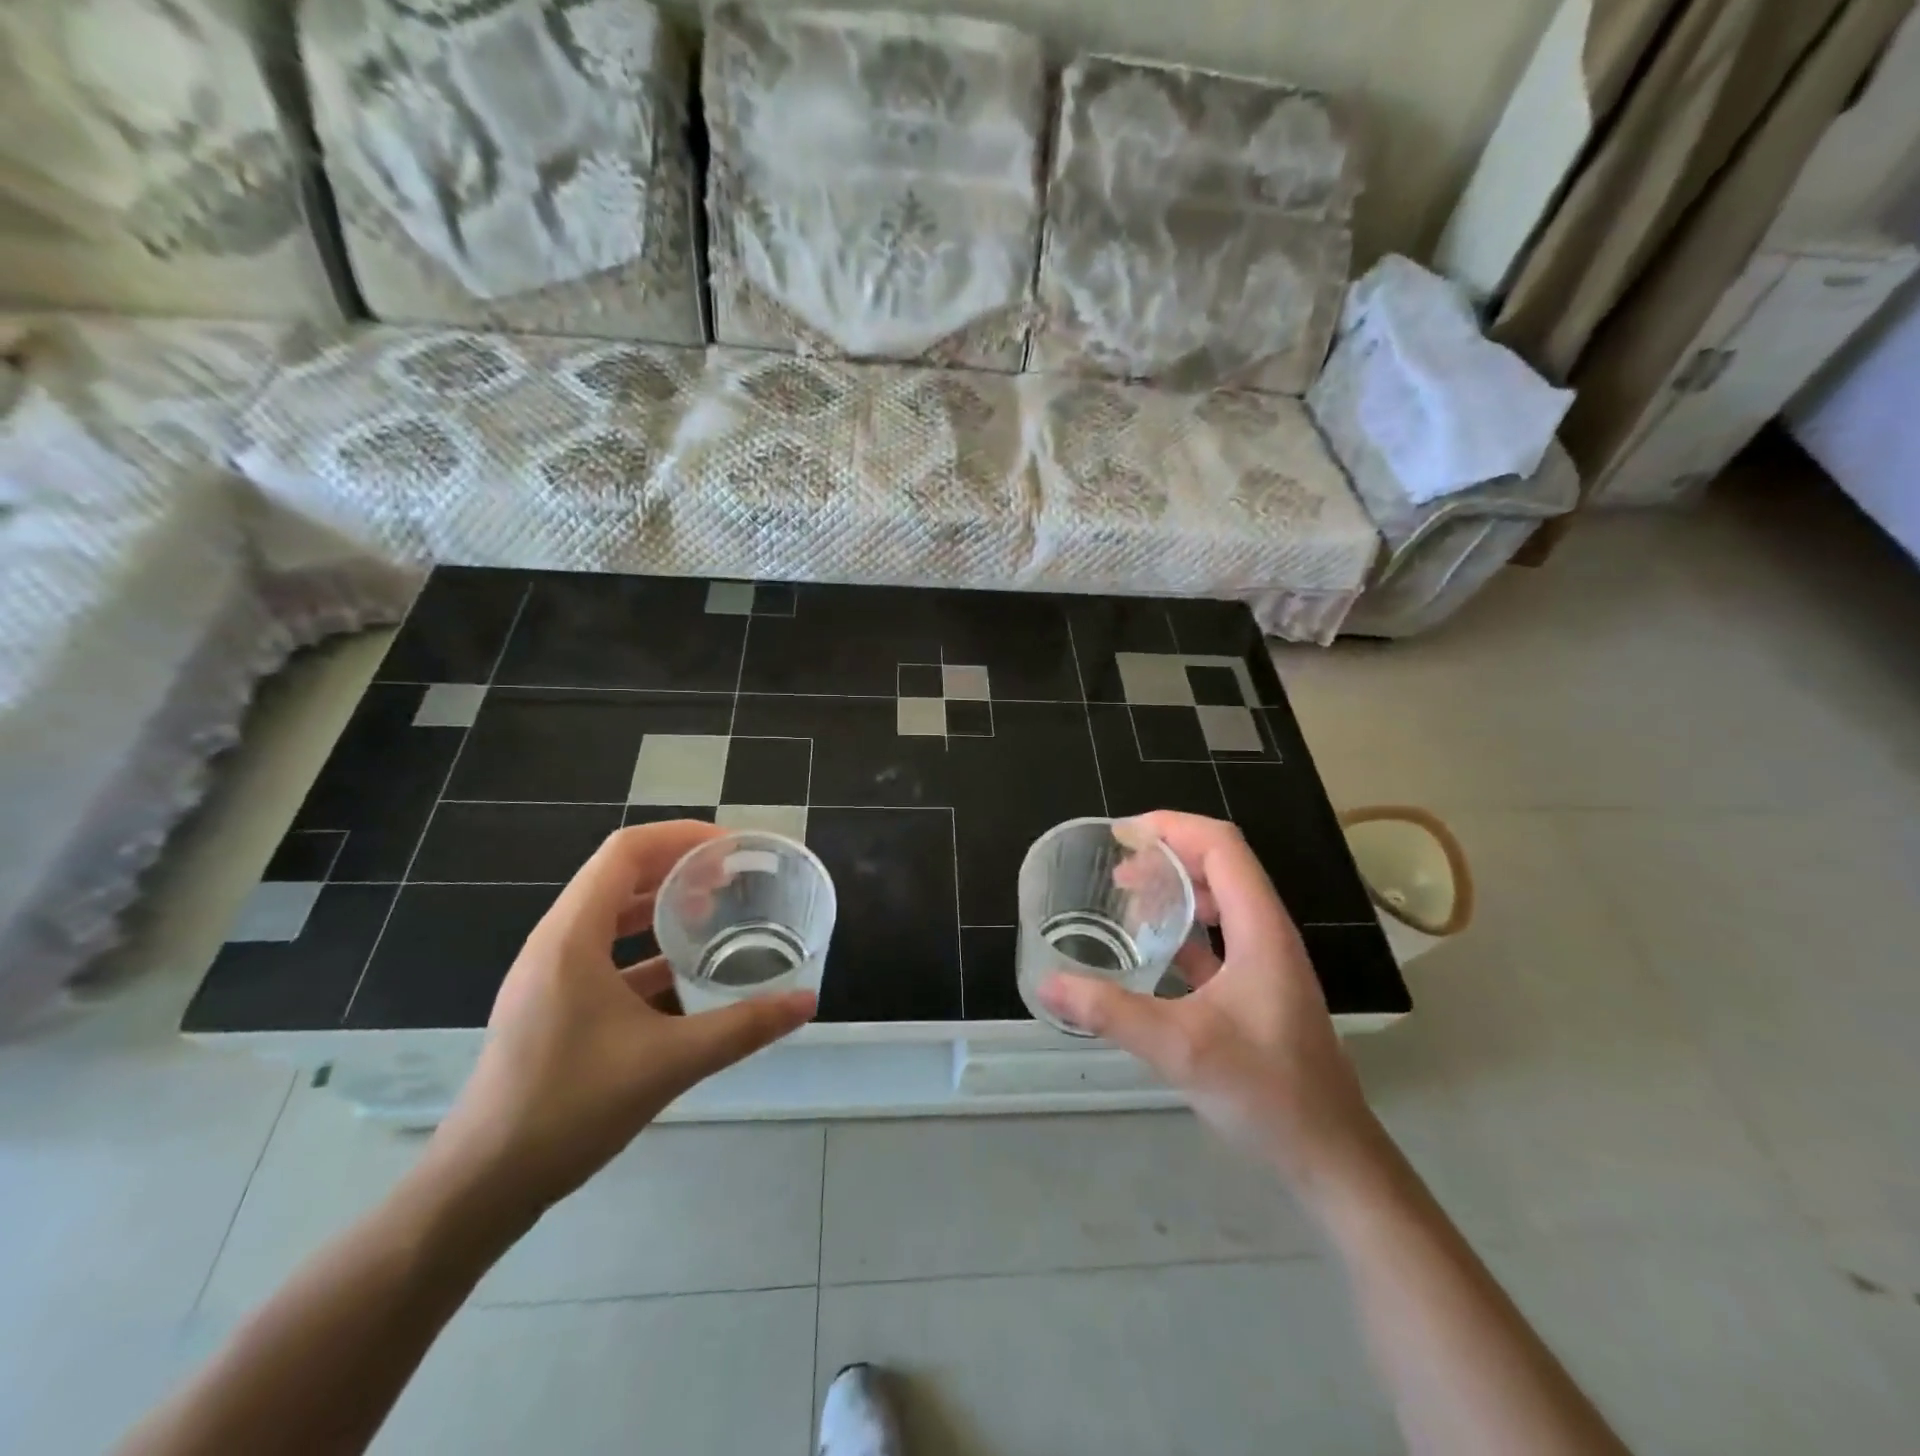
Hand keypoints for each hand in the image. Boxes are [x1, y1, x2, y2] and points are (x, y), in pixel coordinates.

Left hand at [429, 822, 815, 1212]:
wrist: (481, 1186)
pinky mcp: (552, 1003)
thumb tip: (805, 1002)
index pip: (626, 851)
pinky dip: (647, 948)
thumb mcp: (669, 1063)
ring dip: (662, 906)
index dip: (681, 837)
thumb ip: (742, 1028)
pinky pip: (605, 952)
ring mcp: (549, 974)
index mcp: (572, 936)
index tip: (731, 850)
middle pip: (619, 875)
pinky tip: (686, 972)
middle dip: (678, 867)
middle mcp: (556, 942)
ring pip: (611, 915)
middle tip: (732, 877)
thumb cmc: (569, 1108)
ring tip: (715, 912)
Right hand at [1039, 812, 1381, 1190]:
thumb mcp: (1180, 1048)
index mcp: (1260, 928)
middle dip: (1168, 853)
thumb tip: (1047, 985)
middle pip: (1221, 864)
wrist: (1331, 1157)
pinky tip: (1153, 947)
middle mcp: (1268, 933)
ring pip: (1221, 899)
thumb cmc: (1266, 1092)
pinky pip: (1220, 936)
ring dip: (1177, 888)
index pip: (1222, 846)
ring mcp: (1267, 962)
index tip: (1122, 834)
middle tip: (1116, 867)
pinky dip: (1185, 927)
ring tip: (1129, 897)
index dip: (1173, 826)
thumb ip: (1110, 1012)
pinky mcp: (1260, 990)